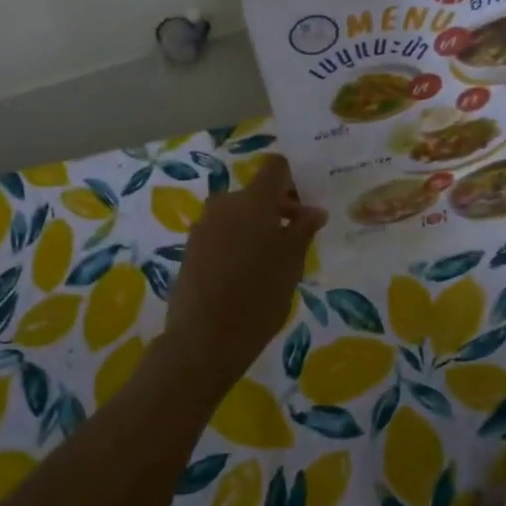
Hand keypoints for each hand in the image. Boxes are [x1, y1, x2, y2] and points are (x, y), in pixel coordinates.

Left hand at [163, 155, 326, 385]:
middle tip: (296, 240)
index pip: (274, 168)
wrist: (204, 338)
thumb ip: (303, 230)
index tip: (304, 205)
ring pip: (237, 214)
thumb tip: (315, 210)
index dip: (291, 178)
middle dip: (277, 210)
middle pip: (255, 193)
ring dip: (256, 228)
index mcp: (252, 201)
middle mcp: (224, 204)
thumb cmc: (259, 297)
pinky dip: (237, 242)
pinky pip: (221, 233)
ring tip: (271, 262)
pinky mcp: (190, 248)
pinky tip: (246, 274)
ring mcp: (203, 226)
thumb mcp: (291, 264)